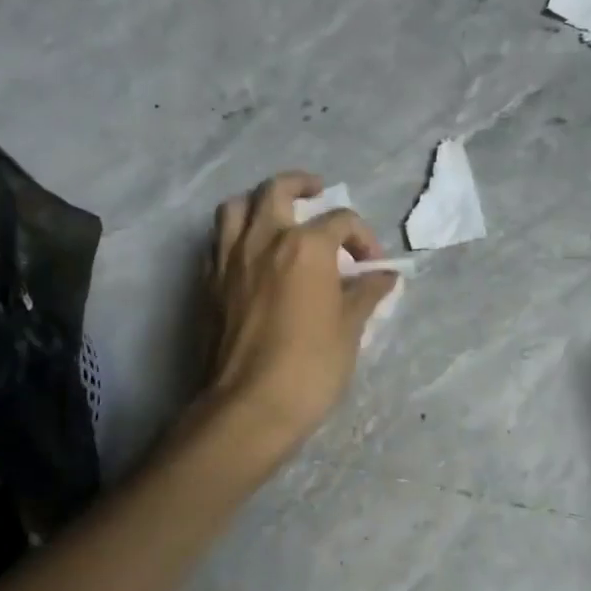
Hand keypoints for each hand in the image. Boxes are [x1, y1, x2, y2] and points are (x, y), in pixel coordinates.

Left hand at [200, 172, 398, 455]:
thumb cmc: (311, 366)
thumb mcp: (351, 328)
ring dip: (259, 202)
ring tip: (276, 216)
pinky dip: (236, 235)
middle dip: (302, 185)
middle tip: (317, 193)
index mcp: (305, 246)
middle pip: (277, 190)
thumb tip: (383, 276)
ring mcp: (229, 259)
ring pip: (237, 207)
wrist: (251, 406)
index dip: (364, 238)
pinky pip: (218, 241)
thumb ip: (366, 293)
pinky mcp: (207, 283)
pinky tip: (251, 255)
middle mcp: (264, 240)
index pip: (341, 221)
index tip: (372, 266)